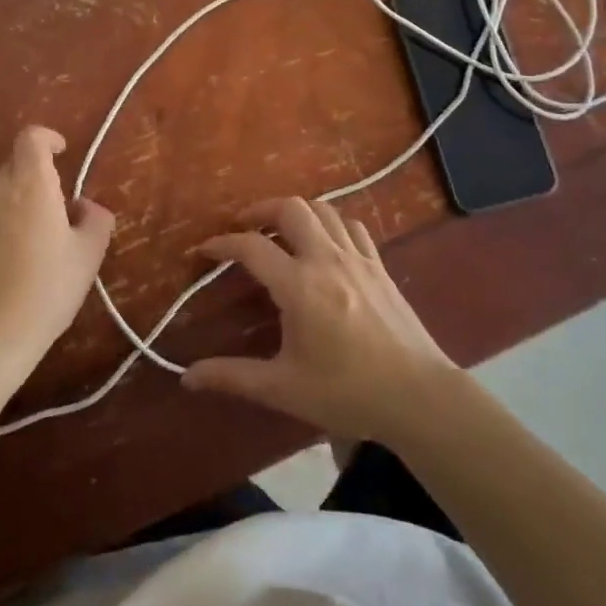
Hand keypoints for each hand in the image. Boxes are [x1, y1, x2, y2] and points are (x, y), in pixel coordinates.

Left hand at [0, 126, 112, 366]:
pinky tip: (18, 257)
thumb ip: (95, 219)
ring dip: (21, 201)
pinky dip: (5, 222)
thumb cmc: (49, 286)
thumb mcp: (89, 253)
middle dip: (39, 176)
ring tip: (41, 238)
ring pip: (2, 192)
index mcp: (30, 183)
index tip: (63, 152)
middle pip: (17, 164)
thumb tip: (84, 208)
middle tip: (61, 209)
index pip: (31, 138)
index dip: (48, 138)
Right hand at [182, 198, 456, 444]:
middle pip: (291, 208)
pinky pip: (351, 226)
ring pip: (323, 209)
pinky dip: (331, 223)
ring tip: (281, 230)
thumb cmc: (347, 393)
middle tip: (244, 227)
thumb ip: (233, 377)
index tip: (204, 249)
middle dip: (261, 210)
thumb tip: (187, 377)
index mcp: (299, 286)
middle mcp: (326, 259)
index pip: (252, 247)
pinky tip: (325, 242)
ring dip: (296, 212)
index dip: (222, 243)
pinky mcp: (379, 265)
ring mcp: (357, 257)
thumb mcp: (284, 388)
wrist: (418, 396)